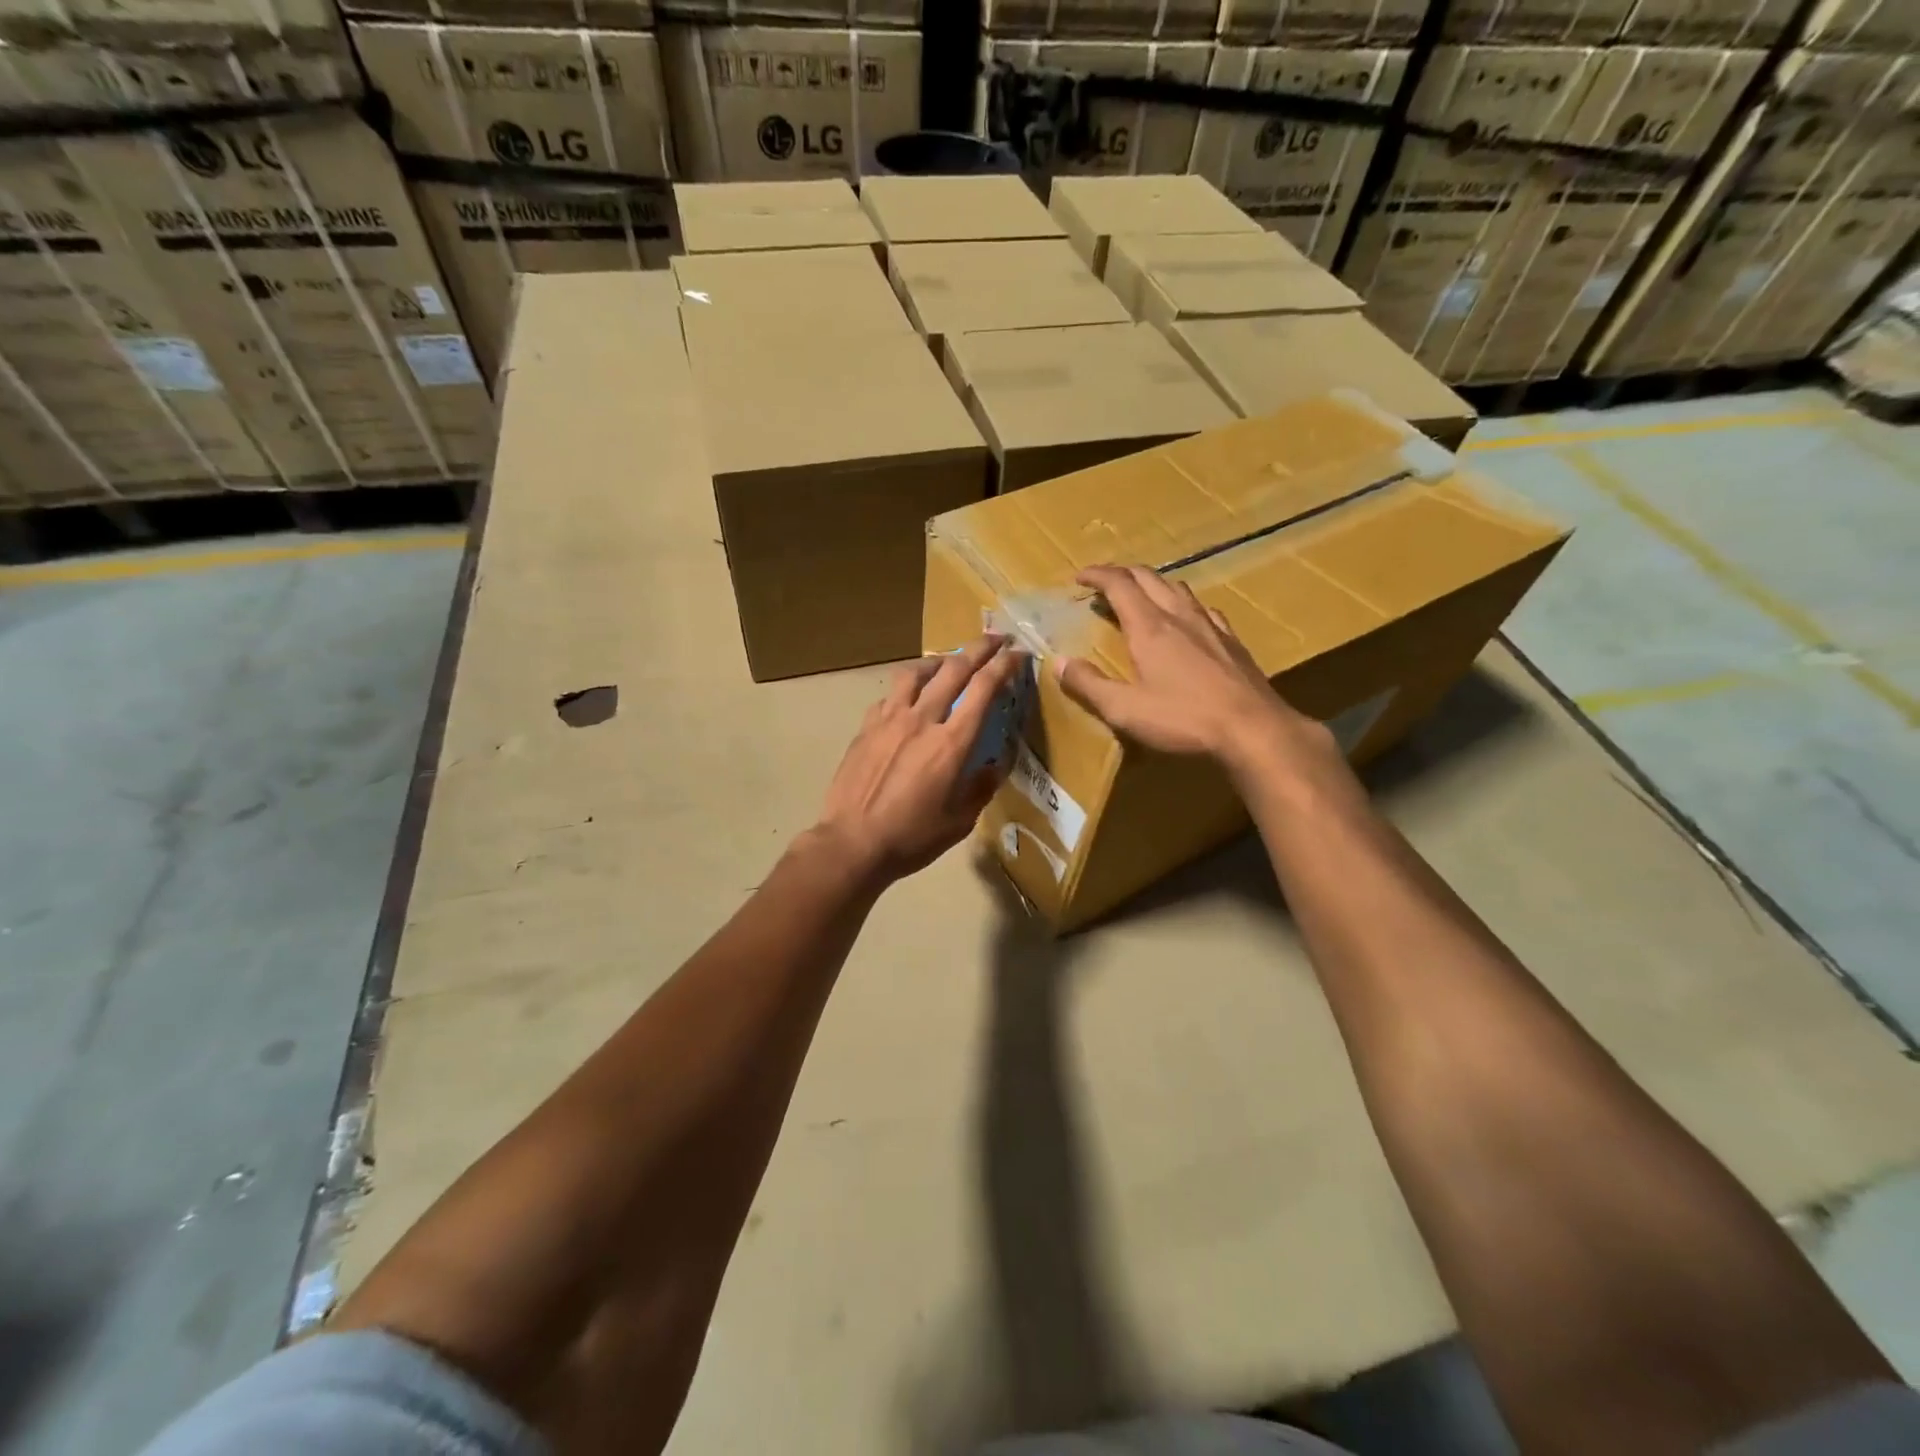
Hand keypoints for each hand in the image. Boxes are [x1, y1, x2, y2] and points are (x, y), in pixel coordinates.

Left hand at [815, 635, 1026, 883]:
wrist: (853, 843)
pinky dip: (908, 687)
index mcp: (951, 743)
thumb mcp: (960, 820)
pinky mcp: (866, 727)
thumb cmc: (912, 837)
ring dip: (940, 661)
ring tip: (950, 661)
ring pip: (917, 673)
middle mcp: (922, 720)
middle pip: (954, 669)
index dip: (1005, 666)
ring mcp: (889, 720)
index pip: (984, 689)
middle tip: (996, 639)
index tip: (1019, 655)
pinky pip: (890, 695)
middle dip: (980, 648)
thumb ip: (981, 787)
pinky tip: (910, 698)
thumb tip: (994, 765)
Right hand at [1056, 564, 1329, 768]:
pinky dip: (1183, 603)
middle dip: (1122, 574)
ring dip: (1153, 584)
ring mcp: (1210, 625)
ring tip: (1141, 596)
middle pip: (1149, 577)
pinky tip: (1188, 619)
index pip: (1119, 584)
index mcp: (1149, 627)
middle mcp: (1179, 616)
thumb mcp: (1124, 709)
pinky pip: (1203, 608)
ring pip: (1178, 588)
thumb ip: (1088, 684)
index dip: (1097, 575)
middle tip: (1103, 584)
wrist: (1253, 729)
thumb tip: (1058, 662)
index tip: (1079, 577)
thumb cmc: (1183, 719)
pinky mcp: (1232, 641)